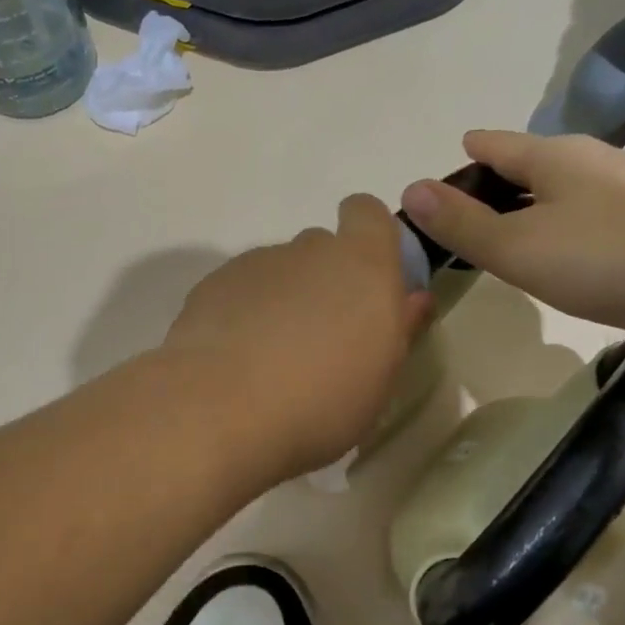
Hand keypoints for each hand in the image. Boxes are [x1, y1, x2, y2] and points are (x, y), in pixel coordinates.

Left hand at [163, 195, 432, 478]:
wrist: (220, 410)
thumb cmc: (320, 403)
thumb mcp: (380, 380)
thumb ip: (399, 328)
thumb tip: (412, 299)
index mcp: (362, 266)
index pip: (368, 213)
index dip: (368, 236)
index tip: (366, 278)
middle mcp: (308, 251)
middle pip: (321, 248)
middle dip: (325, 281)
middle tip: (321, 336)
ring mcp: (256, 264)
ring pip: (278, 271)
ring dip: (283, 299)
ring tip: (272, 357)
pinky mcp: (212, 284)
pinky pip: (240, 289)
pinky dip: (244, 312)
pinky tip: (236, 358)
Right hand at [399, 131, 624, 353]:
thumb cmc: (606, 256)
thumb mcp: (517, 246)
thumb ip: (461, 223)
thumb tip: (410, 190)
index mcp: (551, 156)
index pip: (494, 145)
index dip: (466, 157)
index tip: (446, 172)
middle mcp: (591, 162)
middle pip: (530, 166)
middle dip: (497, 186)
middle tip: (467, 222)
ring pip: (564, 194)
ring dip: (534, 211)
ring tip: (510, 243)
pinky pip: (592, 220)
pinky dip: (567, 232)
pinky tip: (568, 261)